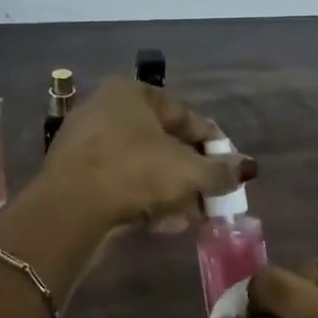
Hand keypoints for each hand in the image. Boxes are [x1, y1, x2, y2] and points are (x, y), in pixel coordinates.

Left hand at [41, 78, 253, 231]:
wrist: (71, 208)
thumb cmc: (136, 172)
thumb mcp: (189, 172)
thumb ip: (221, 170)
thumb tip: (245, 169)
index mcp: (130, 93)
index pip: (183, 114)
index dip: (211, 142)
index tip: (230, 165)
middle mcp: (104, 110)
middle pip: (160, 142)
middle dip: (189, 172)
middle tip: (212, 195)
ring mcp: (85, 144)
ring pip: (140, 167)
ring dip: (170, 191)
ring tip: (194, 216)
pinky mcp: (74, 177)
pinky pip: (119, 184)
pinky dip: (143, 200)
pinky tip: (166, 224)